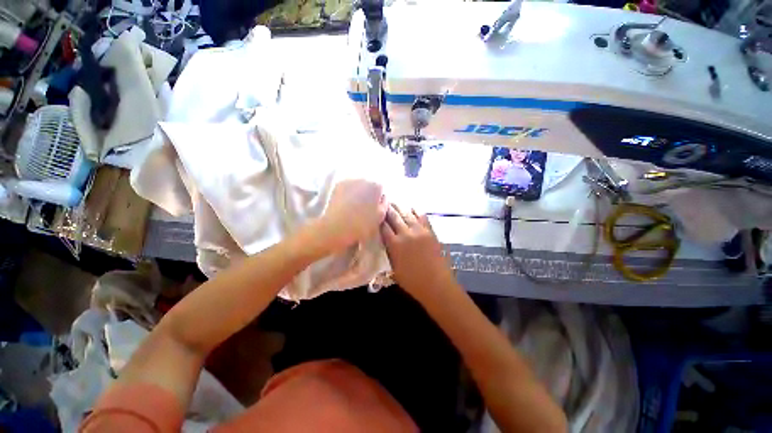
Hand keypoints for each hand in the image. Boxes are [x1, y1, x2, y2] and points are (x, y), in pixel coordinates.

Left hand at [317, 179, 386, 252]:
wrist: (337, 226)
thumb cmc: (362, 224)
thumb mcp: (380, 216)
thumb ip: (384, 204)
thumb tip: (383, 197)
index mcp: (376, 186)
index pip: (381, 189)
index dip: (379, 198)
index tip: (375, 208)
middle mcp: (364, 179)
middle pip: (369, 185)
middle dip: (368, 193)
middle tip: (364, 207)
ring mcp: (350, 180)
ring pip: (358, 185)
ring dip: (358, 192)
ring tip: (354, 207)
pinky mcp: (338, 184)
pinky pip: (347, 187)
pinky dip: (348, 193)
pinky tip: (346, 204)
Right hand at [380, 204, 455, 298]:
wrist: (435, 283)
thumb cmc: (412, 281)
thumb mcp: (394, 268)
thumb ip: (389, 251)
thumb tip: (387, 240)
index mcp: (394, 244)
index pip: (383, 226)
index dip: (379, 219)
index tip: (375, 213)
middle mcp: (406, 233)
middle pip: (394, 216)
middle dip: (387, 209)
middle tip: (383, 202)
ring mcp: (419, 230)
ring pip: (407, 213)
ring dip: (400, 207)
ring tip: (395, 203)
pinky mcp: (430, 231)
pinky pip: (422, 216)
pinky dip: (416, 211)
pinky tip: (412, 208)